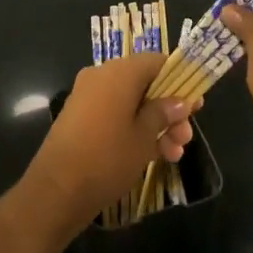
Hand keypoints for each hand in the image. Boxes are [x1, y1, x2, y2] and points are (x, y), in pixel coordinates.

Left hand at [24, 53, 193, 233]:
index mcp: (119, 72)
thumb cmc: (107, 158)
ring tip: (174, 155)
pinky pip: (115, 114)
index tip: (195, 104)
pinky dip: (134, 129)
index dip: (179, 80)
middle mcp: (102, 77)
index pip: (157, 61)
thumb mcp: (144, 136)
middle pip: (145, 84)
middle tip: (186, 137)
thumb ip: (164, 113)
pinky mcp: (80, 118)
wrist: (56, 191)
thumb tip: (180, 101)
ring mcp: (88, 97)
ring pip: (132, 103)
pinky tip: (154, 156)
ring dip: (155, 124)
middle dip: (169, 110)